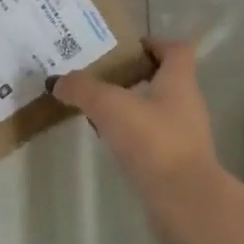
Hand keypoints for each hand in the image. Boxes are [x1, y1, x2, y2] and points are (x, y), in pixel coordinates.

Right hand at [50, 38, 223, 243]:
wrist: (184, 201)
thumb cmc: (153, 142)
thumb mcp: (110, 106)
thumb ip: (82, 89)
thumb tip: (57, 81)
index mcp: (179, 82)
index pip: (176, 50)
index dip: (154, 43)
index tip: (125, 47)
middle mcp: (186, 105)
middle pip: (164, 79)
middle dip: (133, 75)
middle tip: (99, 76)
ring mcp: (183, 136)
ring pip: (155, 110)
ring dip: (130, 107)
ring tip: (96, 109)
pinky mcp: (175, 163)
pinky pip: (151, 139)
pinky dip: (131, 136)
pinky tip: (108, 141)